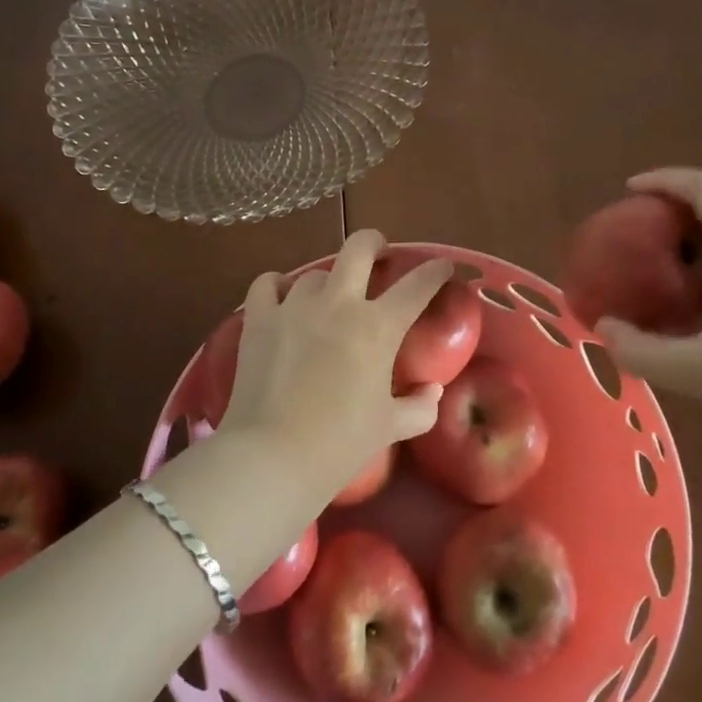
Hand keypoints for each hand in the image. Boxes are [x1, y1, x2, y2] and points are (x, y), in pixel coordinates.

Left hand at [221, 229, 453, 499]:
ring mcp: (294, 307)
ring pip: (315, 272)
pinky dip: (277, 286)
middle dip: (374, 243)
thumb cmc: (340, 444)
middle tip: (379, 254)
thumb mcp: (389, 428)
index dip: (435, 271)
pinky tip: (282, 298)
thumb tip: (432, 391)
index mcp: (378, 327)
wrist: (272, 457)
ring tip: (327, 298)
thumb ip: (419, 406)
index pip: (417, 285)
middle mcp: (338, 304)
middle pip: (359, 247)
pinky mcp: (258, 319)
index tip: (443, 267)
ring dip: (327, 281)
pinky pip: (267, 284)